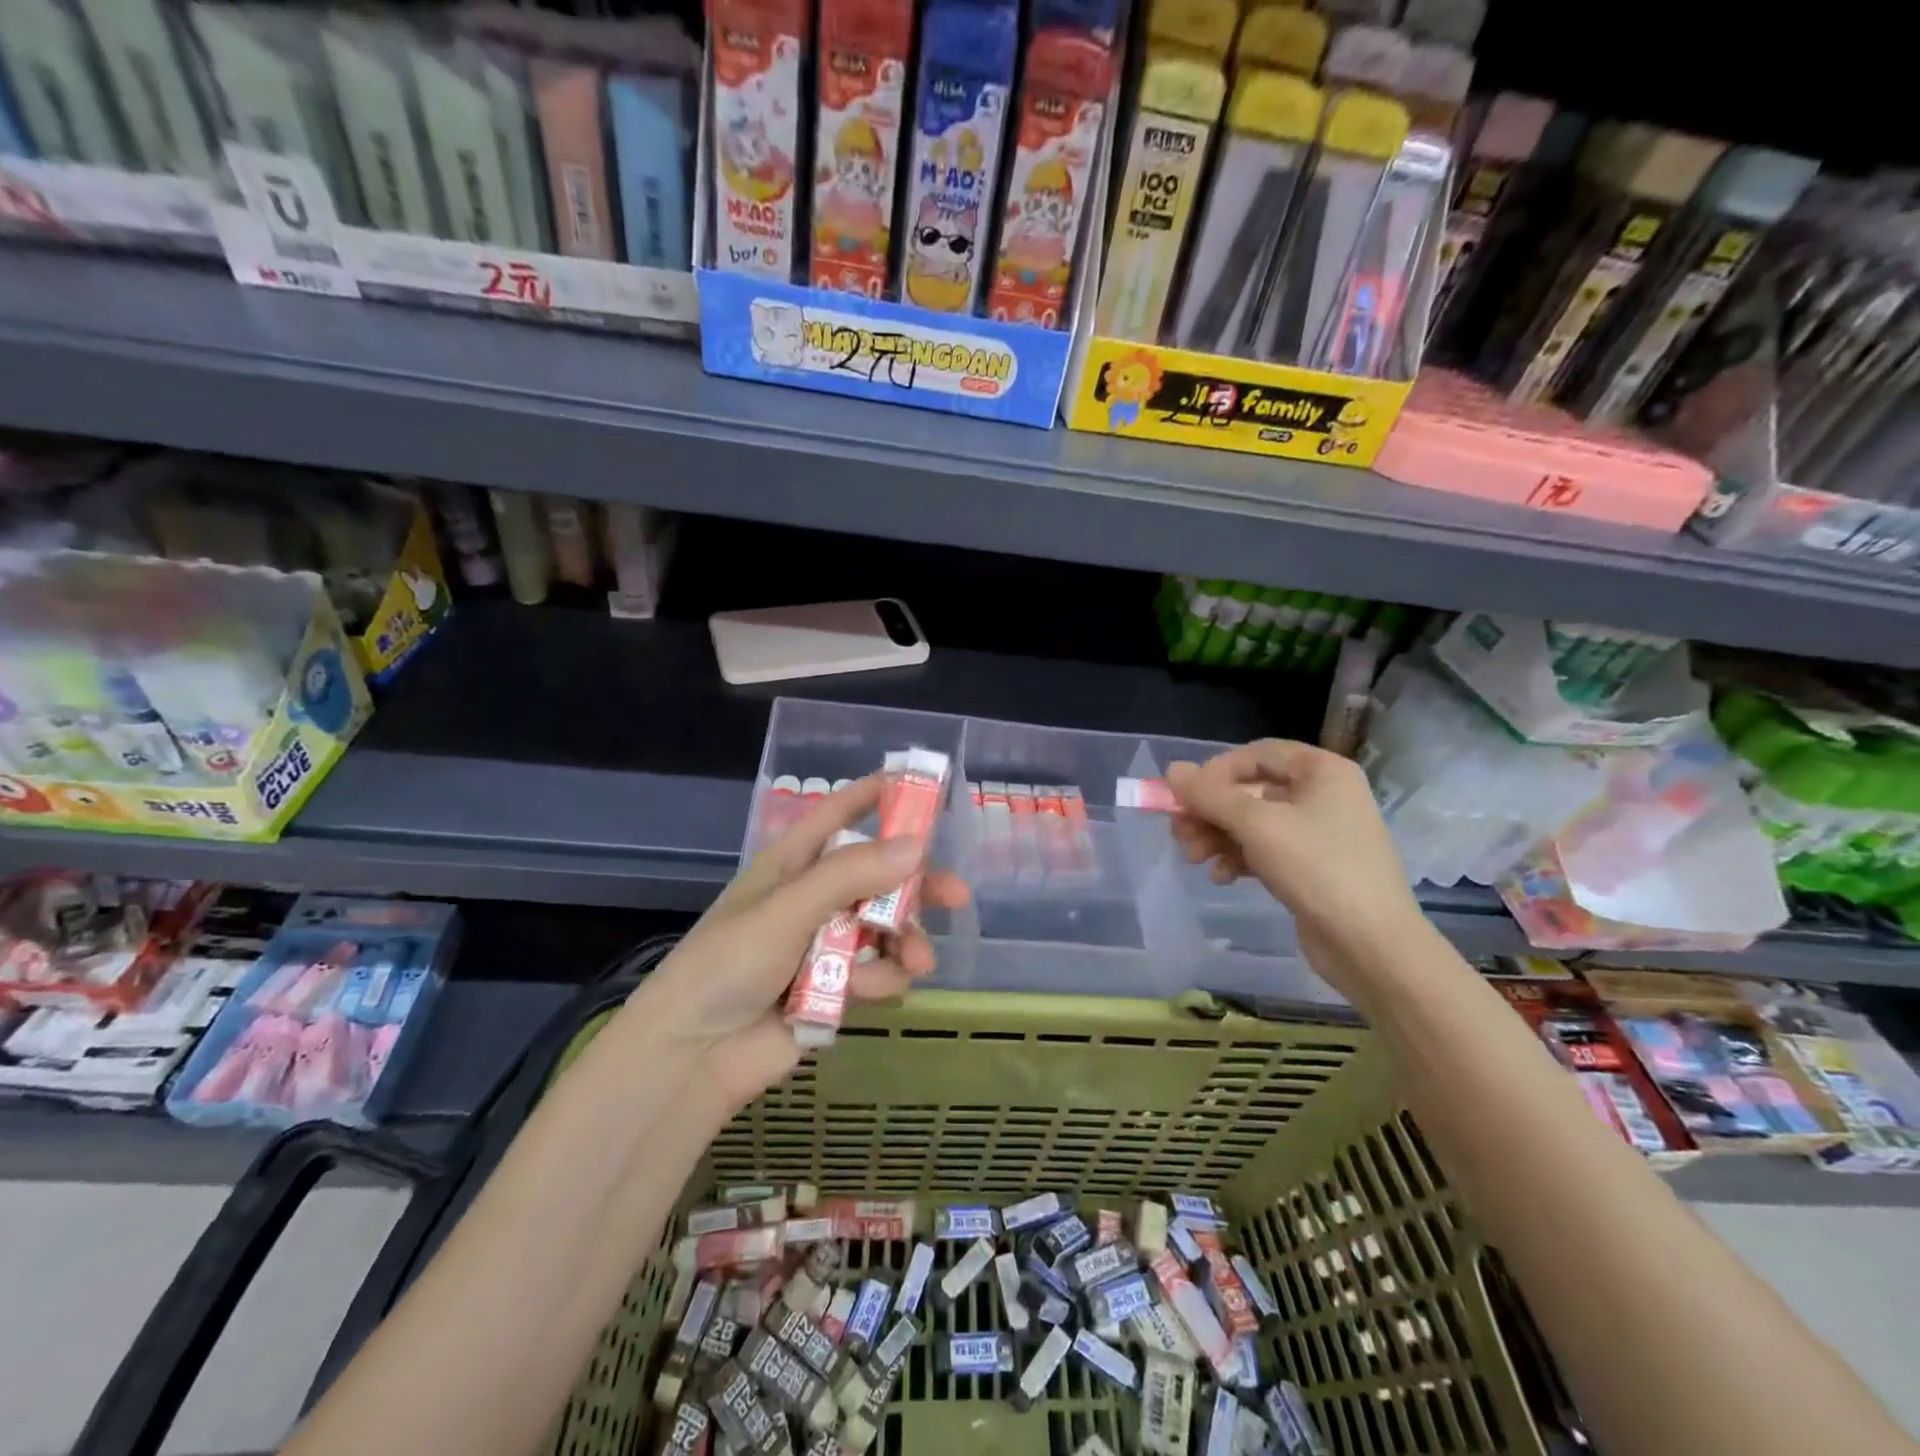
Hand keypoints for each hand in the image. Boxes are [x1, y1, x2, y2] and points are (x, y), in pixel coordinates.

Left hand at [623, 776, 968, 1111]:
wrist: (693, 1057)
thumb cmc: (728, 965)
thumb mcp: (787, 910)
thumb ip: (850, 876)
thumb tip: (918, 846)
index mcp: (792, 864)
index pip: (837, 814)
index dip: (875, 796)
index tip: (921, 785)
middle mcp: (813, 897)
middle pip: (877, 875)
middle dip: (916, 883)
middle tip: (956, 895)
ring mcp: (825, 943)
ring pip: (885, 927)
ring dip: (906, 940)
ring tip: (917, 961)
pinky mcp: (835, 987)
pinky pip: (876, 970)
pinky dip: (882, 977)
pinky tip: (871, 992)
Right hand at [1166, 740, 1425, 974]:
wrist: (1371, 945)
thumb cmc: (1317, 868)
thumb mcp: (1256, 825)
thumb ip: (1209, 795)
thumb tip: (1172, 769)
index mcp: (1322, 771)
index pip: (1257, 753)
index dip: (1216, 771)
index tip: (1186, 796)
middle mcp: (1323, 795)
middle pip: (1251, 790)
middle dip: (1210, 811)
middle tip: (1179, 831)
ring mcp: (1319, 833)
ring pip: (1253, 823)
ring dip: (1218, 837)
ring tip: (1193, 858)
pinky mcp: (1312, 867)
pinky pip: (1265, 850)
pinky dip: (1238, 858)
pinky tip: (1221, 877)